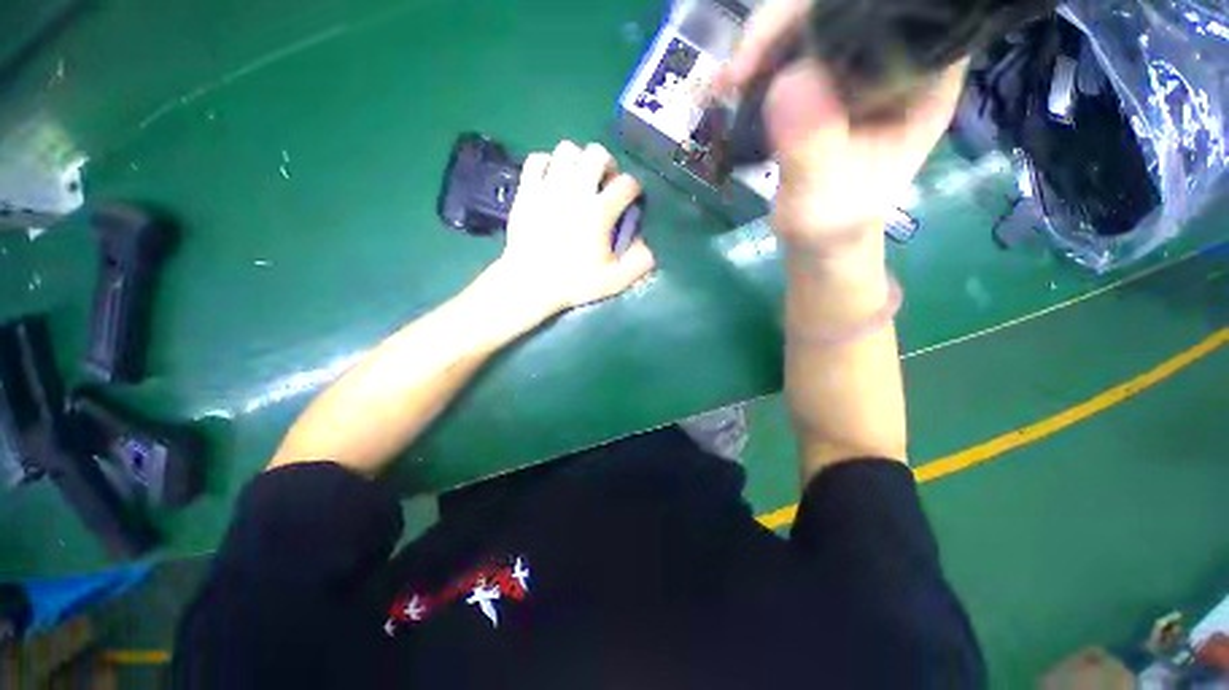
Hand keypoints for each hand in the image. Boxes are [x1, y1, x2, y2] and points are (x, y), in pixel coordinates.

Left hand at [493, 140, 655, 316]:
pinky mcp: (527, 190)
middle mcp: (576, 191)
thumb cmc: (573, 282)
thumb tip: (650, 247)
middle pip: (597, 154)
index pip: (627, 183)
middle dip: (608, 164)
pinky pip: (537, 159)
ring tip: (579, 178)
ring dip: (578, 160)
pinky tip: (552, 179)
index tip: (631, 199)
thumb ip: (638, 264)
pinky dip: (548, 164)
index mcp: (599, 212)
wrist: (530, 284)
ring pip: (567, 149)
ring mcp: (549, 187)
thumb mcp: (613, 281)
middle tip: (605, 183)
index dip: (634, 188)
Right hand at [717, 0, 965, 255]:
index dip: (836, 11)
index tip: (783, 41)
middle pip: (844, 7)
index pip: (893, 11)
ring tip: (730, 82)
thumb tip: (787, 81)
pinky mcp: (826, 78)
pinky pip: (792, 49)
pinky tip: (734, 84)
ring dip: (765, 42)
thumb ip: (813, 146)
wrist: (822, 235)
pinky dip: (759, 61)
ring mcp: (858, 66)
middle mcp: (896, 58)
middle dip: (786, 25)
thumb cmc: (833, 222)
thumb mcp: (824, 193)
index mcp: (923, 78)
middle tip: (741, 68)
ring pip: (813, 22)